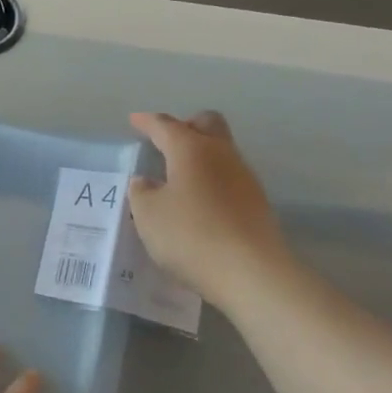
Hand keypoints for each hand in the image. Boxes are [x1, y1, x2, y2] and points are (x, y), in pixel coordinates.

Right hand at [127, 110, 290, 308]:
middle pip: (207, 125)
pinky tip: (199, 203)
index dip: (148, 122)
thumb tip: (146, 181)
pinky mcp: (256, 203)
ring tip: (178, 178)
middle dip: (186, 127)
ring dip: (200, 156)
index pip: (166, 126)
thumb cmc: (191, 235)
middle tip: (166, 142)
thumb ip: (142, 193)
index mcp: (191, 149)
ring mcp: (244, 178)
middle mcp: (222, 154)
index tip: (134, 120)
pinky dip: (211, 181)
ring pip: (221, 151)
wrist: (251, 272)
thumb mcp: (149, 215)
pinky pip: (229, 179)